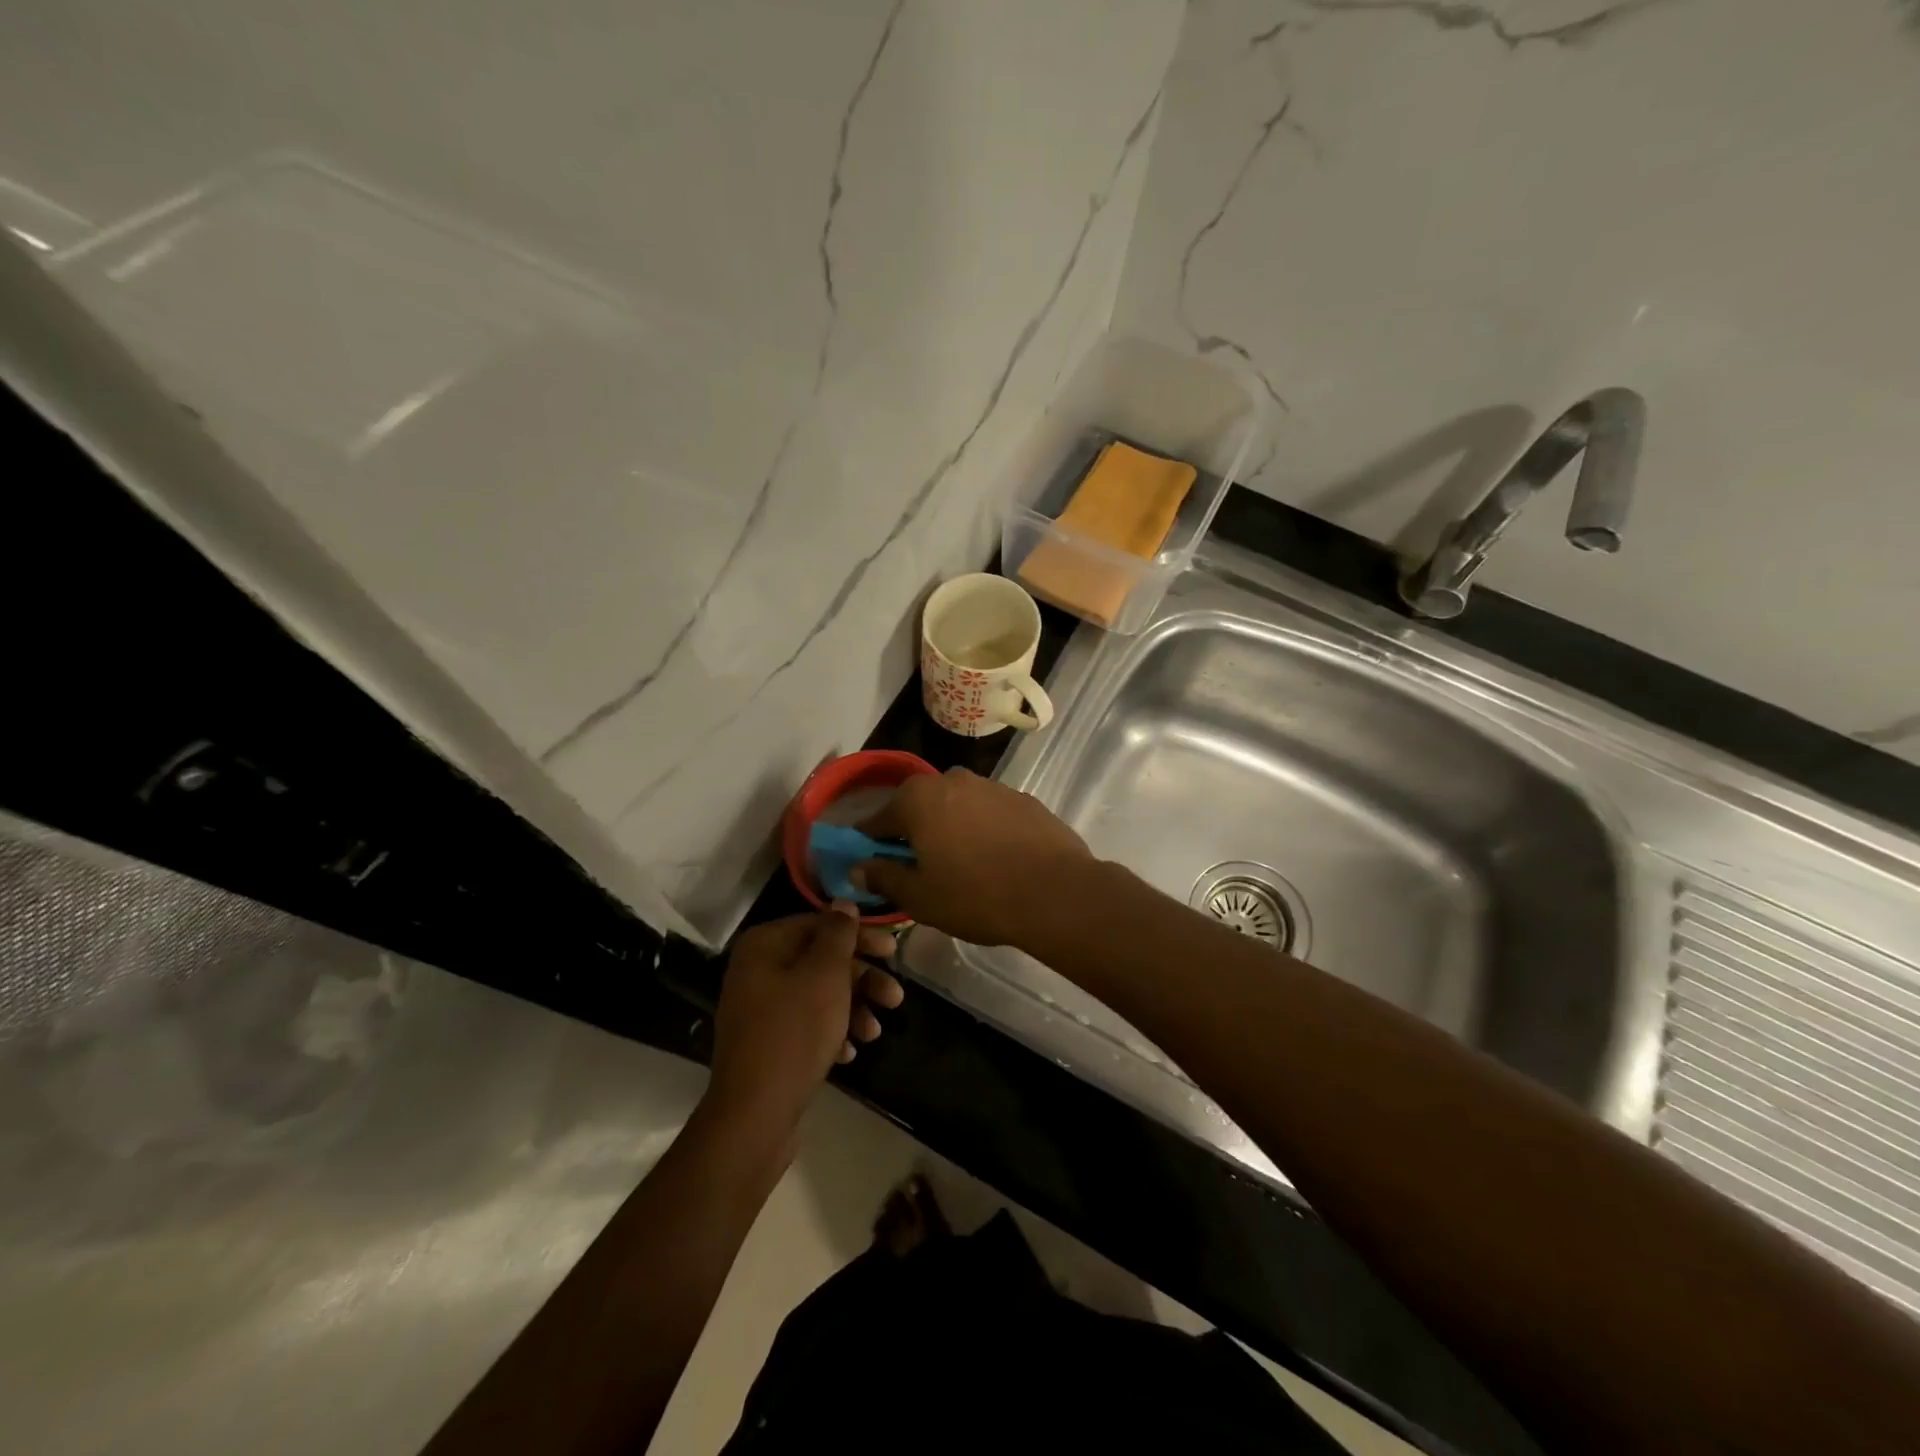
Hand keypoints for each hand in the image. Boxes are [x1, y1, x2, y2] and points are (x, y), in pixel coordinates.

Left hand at [708, 908, 903, 1138]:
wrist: (754, 1115)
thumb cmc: (795, 1033)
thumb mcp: (825, 976)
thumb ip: (838, 935)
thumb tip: (843, 904)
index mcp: (765, 945)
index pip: (820, 924)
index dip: (861, 936)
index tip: (893, 952)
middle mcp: (757, 970)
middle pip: (821, 960)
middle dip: (862, 979)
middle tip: (895, 997)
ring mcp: (759, 1008)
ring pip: (818, 994)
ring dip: (853, 1008)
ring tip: (875, 1033)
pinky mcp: (767, 1042)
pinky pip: (806, 1023)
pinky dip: (832, 1031)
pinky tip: (850, 1052)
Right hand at [855, 767, 1092, 946]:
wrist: (1056, 892)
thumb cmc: (976, 895)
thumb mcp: (919, 897)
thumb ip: (883, 877)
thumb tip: (858, 866)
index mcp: (918, 799)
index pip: (877, 820)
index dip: (870, 845)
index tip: (872, 867)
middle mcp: (952, 779)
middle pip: (918, 807)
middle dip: (913, 834)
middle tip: (920, 871)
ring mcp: (992, 786)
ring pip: (956, 808)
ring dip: (950, 830)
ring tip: (962, 868)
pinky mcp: (1023, 799)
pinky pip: (988, 814)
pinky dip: (983, 831)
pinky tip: (995, 861)